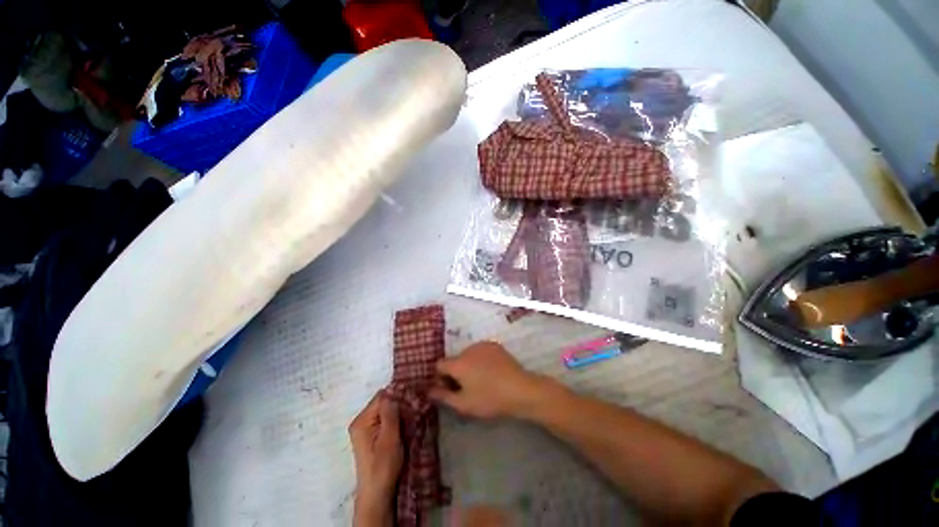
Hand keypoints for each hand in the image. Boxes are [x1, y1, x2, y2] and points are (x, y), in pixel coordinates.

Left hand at [349, 391, 402, 526]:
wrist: (377, 493)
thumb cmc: (383, 466)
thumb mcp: (390, 438)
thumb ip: (391, 413)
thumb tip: (394, 391)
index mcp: (362, 420)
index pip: (382, 396)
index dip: (398, 396)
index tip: (413, 401)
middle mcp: (360, 420)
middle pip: (383, 402)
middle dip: (399, 405)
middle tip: (412, 412)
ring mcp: (364, 427)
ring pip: (385, 409)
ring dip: (398, 413)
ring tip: (408, 421)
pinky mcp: (370, 434)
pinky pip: (384, 418)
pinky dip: (394, 420)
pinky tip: (402, 427)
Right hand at [429, 341, 546, 418]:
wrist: (519, 389)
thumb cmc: (489, 399)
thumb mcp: (463, 404)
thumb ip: (443, 396)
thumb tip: (428, 390)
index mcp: (458, 363)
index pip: (439, 365)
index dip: (441, 377)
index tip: (449, 388)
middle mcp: (467, 349)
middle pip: (454, 359)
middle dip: (456, 372)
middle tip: (468, 387)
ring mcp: (482, 345)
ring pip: (468, 355)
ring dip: (468, 365)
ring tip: (482, 380)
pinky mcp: (494, 345)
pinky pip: (480, 351)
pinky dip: (480, 359)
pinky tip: (491, 371)